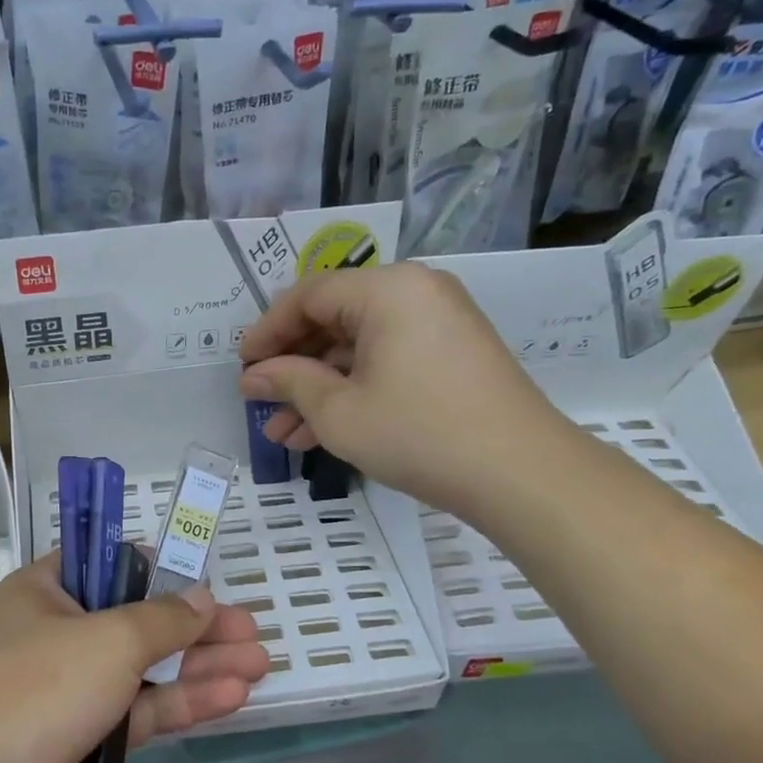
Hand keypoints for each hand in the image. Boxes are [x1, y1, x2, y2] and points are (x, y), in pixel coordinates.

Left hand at [0, 553, 269, 762]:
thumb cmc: (37, 687)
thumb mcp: (109, 639)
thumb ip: (163, 619)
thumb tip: (202, 596)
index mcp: (45, 593)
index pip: (102, 565)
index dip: (152, 567)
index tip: (197, 576)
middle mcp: (57, 636)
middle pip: (137, 622)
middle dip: (195, 627)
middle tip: (251, 629)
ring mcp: (70, 693)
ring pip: (145, 672)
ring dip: (200, 667)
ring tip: (260, 662)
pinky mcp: (84, 744)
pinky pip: (141, 714)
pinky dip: (183, 704)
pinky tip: (233, 696)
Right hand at [237, 261, 565, 509]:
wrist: (519, 473)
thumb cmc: (418, 433)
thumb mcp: (339, 411)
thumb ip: (290, 383)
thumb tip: (253, 376)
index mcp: (387, 289)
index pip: (308, 296)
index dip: (268, 331)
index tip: (242, 368)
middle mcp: (416, 293)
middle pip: (334, 320)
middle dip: (293, 367)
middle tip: (260, 402)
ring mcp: (438, 324)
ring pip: (359, 348)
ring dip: (319, 387)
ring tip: (281, 433)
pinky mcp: (451, 356)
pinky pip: (387, 361)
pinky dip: (354, 390)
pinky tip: (320, 432)